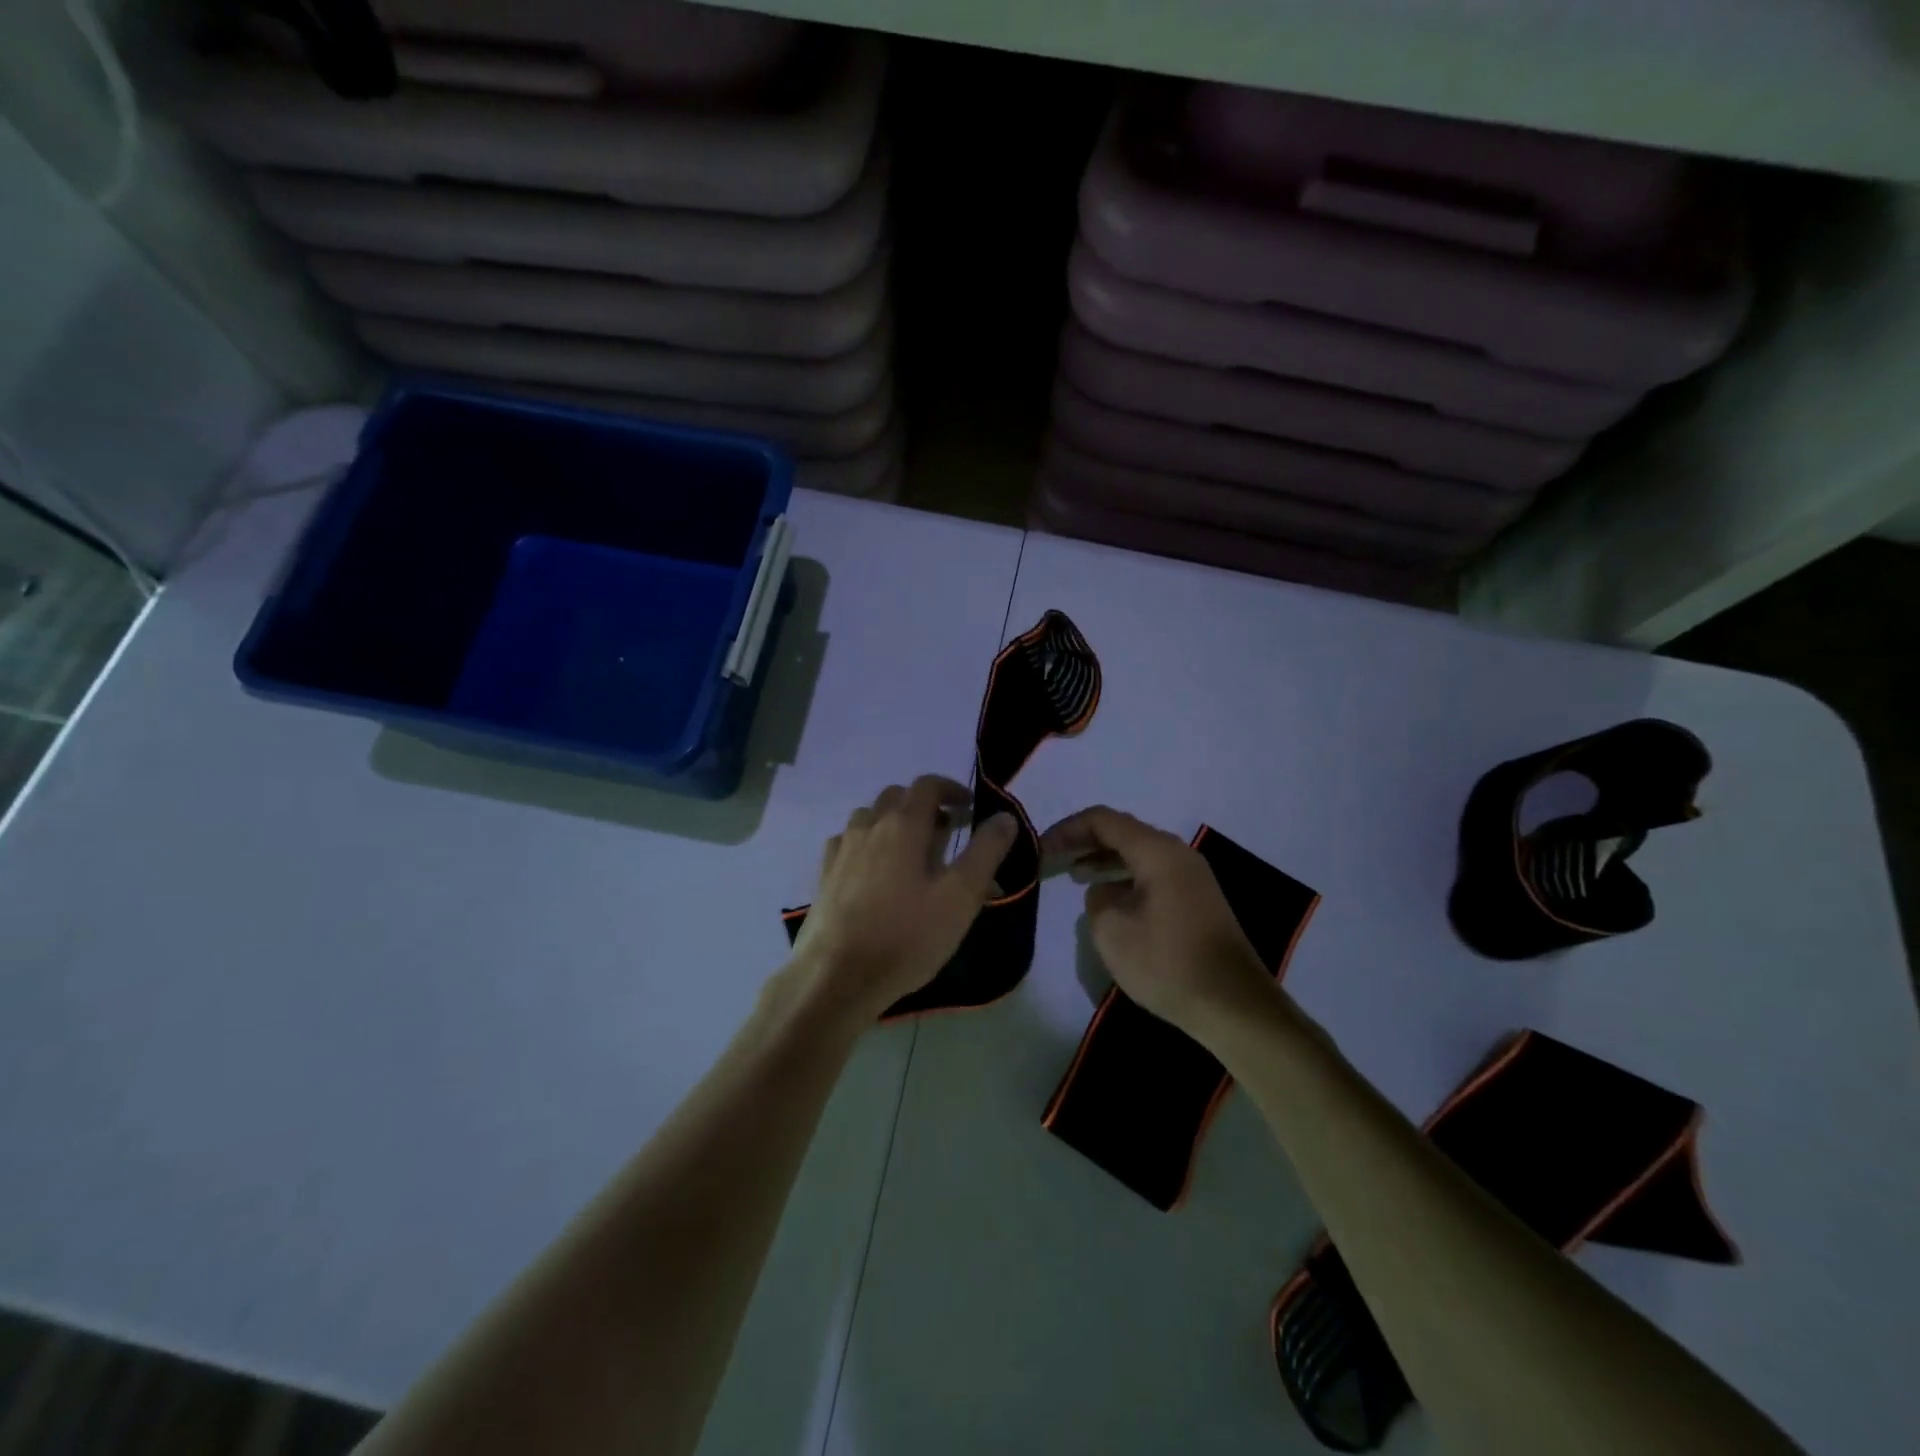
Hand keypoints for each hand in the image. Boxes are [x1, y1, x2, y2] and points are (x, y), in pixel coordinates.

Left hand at [791, 776, 1018, 1019]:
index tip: (970, 808)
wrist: (836, 977)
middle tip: (947, 833)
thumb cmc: (906, 936)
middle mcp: (868, 825)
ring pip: (870, 817)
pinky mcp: (824, 874)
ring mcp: (841, 849)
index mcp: (902, 824)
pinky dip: (869, 844)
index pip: (928, 785)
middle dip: (925, 806)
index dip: (952, 789)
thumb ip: (985, 852)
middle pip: (897, 796)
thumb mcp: (960, 897)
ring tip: (912, 854)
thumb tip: (1005, 817)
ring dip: (894, 823)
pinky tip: (876, 873)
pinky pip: (849, 843)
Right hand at [1039, 806, 1274, 1033]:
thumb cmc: (1166, 962)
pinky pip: (1152, 874)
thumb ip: (1096, 899)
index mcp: (1157, 851)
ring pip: (1139, 854)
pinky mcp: (1197, 900)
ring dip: (1105, 860)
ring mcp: (1191, 876)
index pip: (1103, 820)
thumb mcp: (1111, 930)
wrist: (1233, 1004)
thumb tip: (1104, 891)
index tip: (1041, 848)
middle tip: (1053, 858)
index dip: (1067, 830)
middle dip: (1085, 842)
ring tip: (1075, 874)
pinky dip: (1125, 877)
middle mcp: (1177, 853)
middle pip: (1123, 832)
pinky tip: (1109, 898)